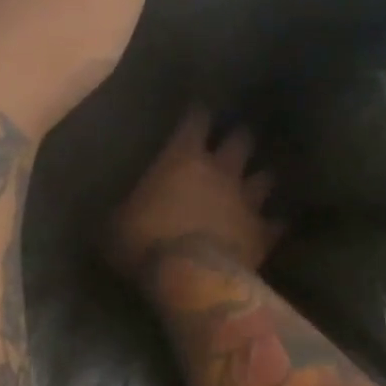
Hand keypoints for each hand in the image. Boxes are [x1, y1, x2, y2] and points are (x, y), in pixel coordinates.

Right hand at [109, 110, 283, 285]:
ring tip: (261, 178)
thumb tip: (109, 210)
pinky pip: (275, 223)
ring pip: (264, 178)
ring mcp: (246, 201)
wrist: (190, 277)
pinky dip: (274, 223)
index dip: (197, 113)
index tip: (198, 108)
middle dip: (238, 137)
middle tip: (236, 137)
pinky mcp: (262, 232)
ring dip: (261, 177)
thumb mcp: (115, 224)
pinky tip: (276, 224)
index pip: (195, 121)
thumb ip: (121, 210)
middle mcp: (220, 171)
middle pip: (239, 141)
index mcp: (182, 159)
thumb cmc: (146, 242)